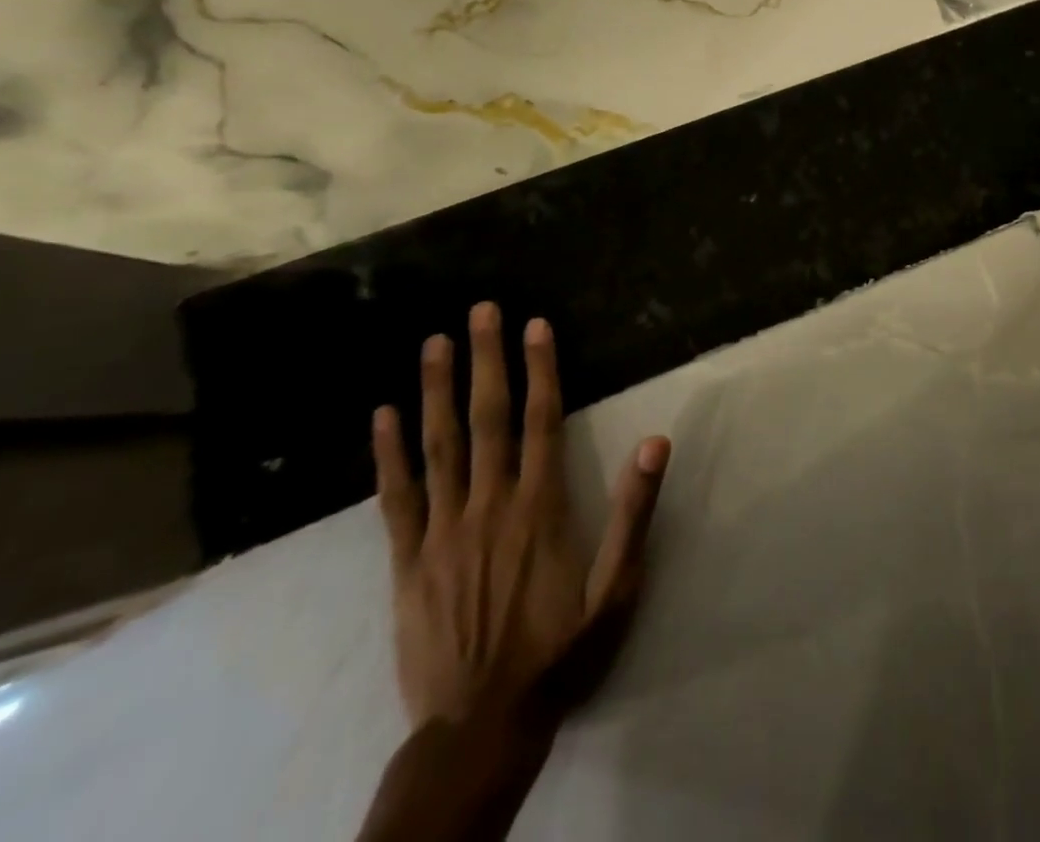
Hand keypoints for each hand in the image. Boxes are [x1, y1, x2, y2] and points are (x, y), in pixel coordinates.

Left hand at [372, 301, 669, 731]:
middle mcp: (489, 505)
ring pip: (439, 446)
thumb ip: (633, 513)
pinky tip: (383, 416)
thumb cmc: (560, 651)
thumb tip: (656, 442)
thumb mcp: (616, 588)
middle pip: (488, 419)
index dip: (541, 368)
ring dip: (435, 390)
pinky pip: (396, 497)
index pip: (543, 420)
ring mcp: (442, 531)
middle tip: (480, 311)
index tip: (534, 325)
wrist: (480, 728)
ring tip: (433, 342)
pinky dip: (388, 454)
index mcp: (540, 507)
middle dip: (485, 360)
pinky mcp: (406, 562)